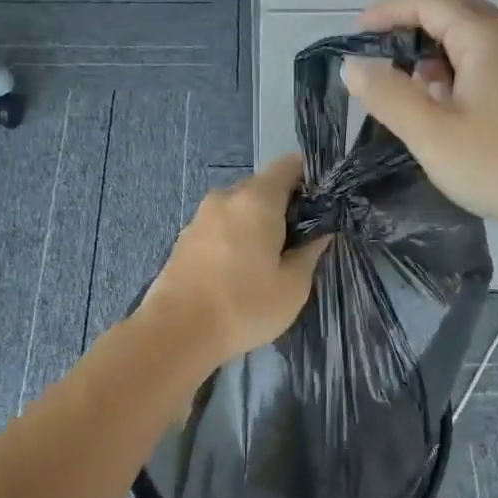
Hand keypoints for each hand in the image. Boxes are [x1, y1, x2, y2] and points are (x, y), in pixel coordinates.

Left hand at [140, 155, 330, 369]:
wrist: (176, 332)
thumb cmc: (244, 305)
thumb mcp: (293, 286)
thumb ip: (310, 252)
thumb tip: (320, 233)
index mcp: (257, 199)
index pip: (289, 165)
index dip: (310, 178)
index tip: (322, 204)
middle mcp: (226, 197)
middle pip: (262, 187)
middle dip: (283, 206)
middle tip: (299, 240)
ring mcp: (200, 216)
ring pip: (239, 208)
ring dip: (255, 224)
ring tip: (268, 260)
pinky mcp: (184, 238)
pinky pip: (219, 227)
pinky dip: (233, 238)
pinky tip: (238, 270)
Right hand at [340, 0, 497, 231]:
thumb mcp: (432, 134)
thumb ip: (389, 96)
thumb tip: (354, 65)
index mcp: (485, 38)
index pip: (429, 2)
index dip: (389, 10)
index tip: (358, 32)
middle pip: (458, 13)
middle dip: (416, 27)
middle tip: (387, 57)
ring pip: (479, 41)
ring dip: (441, 54)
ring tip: (416, 90)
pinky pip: (496, 65)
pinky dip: (465, 73)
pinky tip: (457, 111)